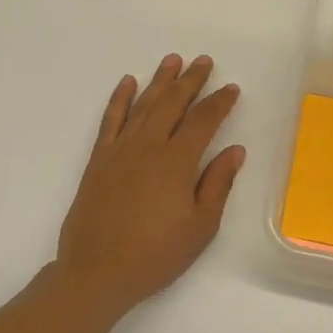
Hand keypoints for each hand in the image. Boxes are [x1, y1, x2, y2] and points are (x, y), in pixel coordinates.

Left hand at [54, 55, 246, 310]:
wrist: (97, 272)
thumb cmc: (156, 254)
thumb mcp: (200, 226)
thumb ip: (218, 184)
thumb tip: (235, 150)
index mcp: (177, 161)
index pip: (203, 121)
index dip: (219, 102)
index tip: (231, 88)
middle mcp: (148, 146)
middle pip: (173, 103)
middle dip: (191, 80)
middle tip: (204, 61)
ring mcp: (120, 150)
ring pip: (144, 104)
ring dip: (160, 80)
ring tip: (172, 60)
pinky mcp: (99, 159)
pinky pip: (110, 119)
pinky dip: (120, 99)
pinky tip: (128, 83)